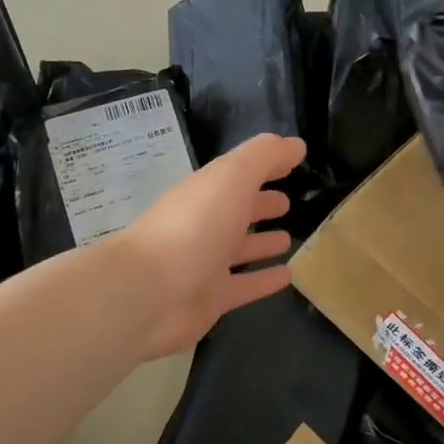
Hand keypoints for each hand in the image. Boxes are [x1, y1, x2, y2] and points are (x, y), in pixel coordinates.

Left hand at [121, 133, 305, 359]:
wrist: (148, 294)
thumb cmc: (193, 227)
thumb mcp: (232, 178)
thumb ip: (264, 157)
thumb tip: (296, 144)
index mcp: (206, 191)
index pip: (238, 173)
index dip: (264, 165)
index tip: (293, 161)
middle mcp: (203, 224)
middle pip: (235, 210)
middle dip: (259, 203)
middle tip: (288, 202)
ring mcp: (204, 263)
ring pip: (238, 249)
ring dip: (261, 242)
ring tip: (288, 238)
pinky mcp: (209, 299)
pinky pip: (243, 286)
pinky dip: (263, 280)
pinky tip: (287, 276)